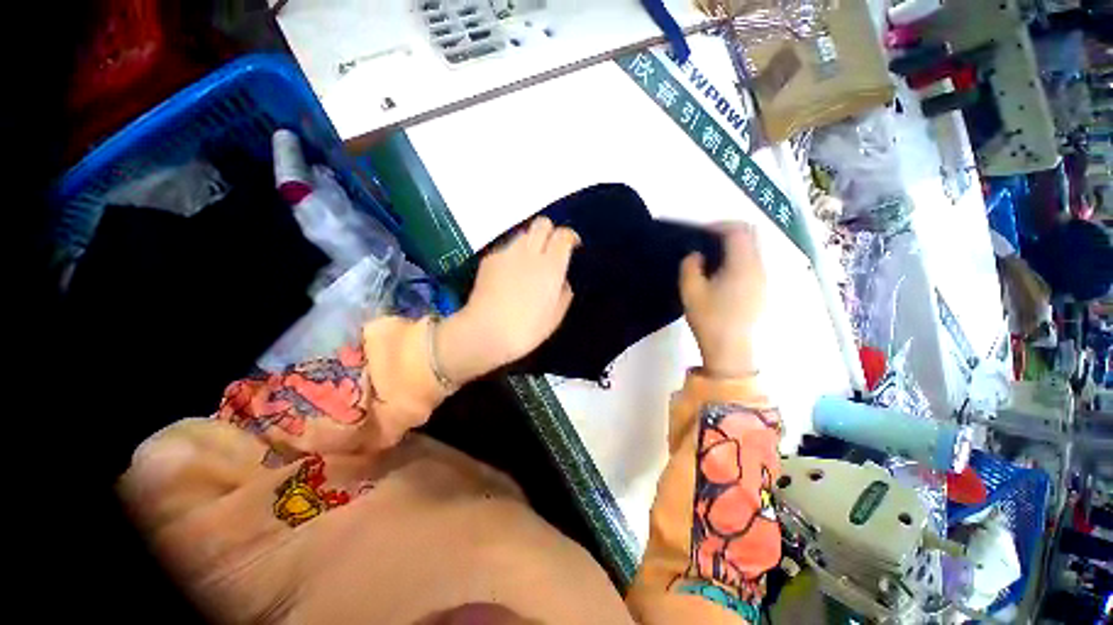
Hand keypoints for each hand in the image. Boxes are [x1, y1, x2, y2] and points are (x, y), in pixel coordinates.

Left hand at [437, 217, 577, 384]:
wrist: (486, 332)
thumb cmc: (526, 329)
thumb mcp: (556, 316)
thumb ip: (564, 293)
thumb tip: (562, 280)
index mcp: (551, 266)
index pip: (563, 235)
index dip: (570, 237)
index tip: (572, 246)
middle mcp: (529, 252)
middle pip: (542, 223)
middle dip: (550, 232)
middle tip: (551, 250)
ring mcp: (507, 253)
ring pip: (523, 234)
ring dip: (531, 243)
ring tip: (529, 264)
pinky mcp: (490, 259)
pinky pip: (506, 249)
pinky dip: (513, 256)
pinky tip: (509, 276)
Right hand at [680, 223, 766, 378]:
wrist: (731, 349)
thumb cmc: (709, 318)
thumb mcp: (690, 291)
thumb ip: (690, 266)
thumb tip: (696, 255)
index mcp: (743, 265)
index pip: (737, 230)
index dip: (718, 225)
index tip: (700, 232)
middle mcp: (759, 267)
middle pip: (751, 235)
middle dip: (729, 231)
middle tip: (706, 240)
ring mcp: (764, 278)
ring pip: (754, 248)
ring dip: (735, 244)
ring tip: (712, 255)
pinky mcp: (762, 289)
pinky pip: (753, 261)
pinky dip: (739, 256)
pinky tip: (722, 271)